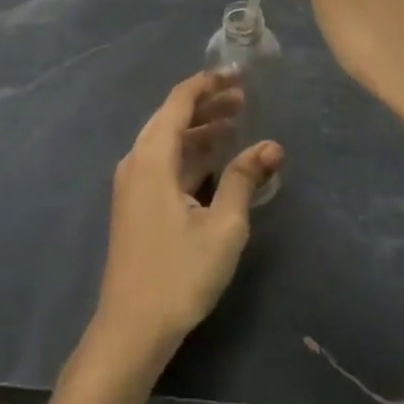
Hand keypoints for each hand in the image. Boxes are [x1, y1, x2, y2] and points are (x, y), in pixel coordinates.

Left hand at [92, 72, 283, 370]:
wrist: (131, 329)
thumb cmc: (179, 274)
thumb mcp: (223, 226)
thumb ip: (244, 179)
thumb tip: (272, 145)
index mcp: (152, 158)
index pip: (178, 102)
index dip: (207, 84)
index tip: (237, 74)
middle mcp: (137, 162)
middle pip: (171, 118)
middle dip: (207, 104)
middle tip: (244, 97)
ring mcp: (133, 184)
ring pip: (168, 141)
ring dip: (200, 129)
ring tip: (236, 121)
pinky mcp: (137, 204)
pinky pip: (164, 162)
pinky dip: (190, 153)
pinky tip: (216, 158)